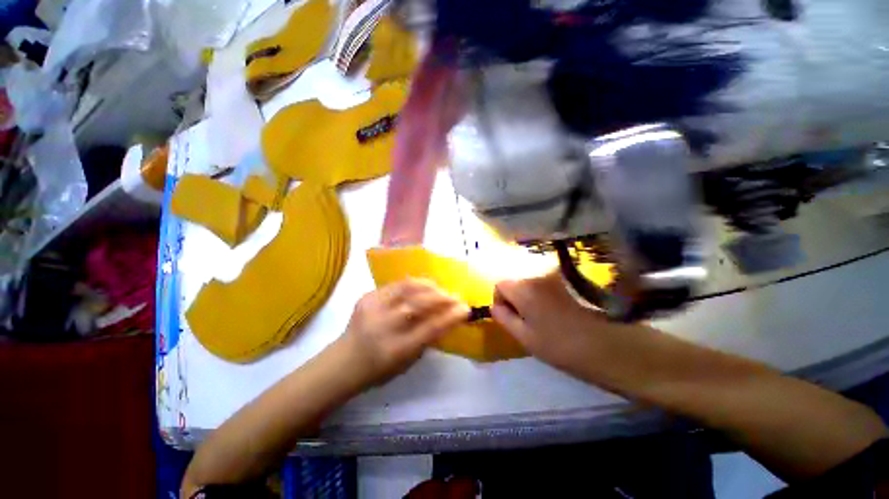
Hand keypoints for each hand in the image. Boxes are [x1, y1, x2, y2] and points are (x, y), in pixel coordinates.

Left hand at [339, 279, 469, 386]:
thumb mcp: (408, 361)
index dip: (451, 316)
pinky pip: (396, 284)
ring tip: (441, 288)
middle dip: (442, 298)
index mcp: (396, 349)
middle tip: (456, 296)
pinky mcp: (367, 296)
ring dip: (429, 286)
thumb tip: (447, 316)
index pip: (430, 328)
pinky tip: (423, 286)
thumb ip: (428, 338)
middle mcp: (383, 326)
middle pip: (418, 304)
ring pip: (407, 288)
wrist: (344, 360)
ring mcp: (373, 308)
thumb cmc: (380, 367)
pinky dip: (413, 284)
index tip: (466, 309)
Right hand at [491, 273, 630, 378]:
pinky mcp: (570, 282)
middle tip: (526, 321)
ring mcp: (555, 278)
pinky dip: (544, 296)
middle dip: (515, 299)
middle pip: (516, 282)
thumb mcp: (525, 337)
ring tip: (543, 319)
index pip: (500, 284)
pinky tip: (557, 313)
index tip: (510, 317)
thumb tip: (494, 307)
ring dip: (530, 298)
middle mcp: (538, 276)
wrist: (611, 347)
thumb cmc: (562, 346)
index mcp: (524, 288)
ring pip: (531, 284)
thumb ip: (504, 318)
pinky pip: (546, 285)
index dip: (500, 300)